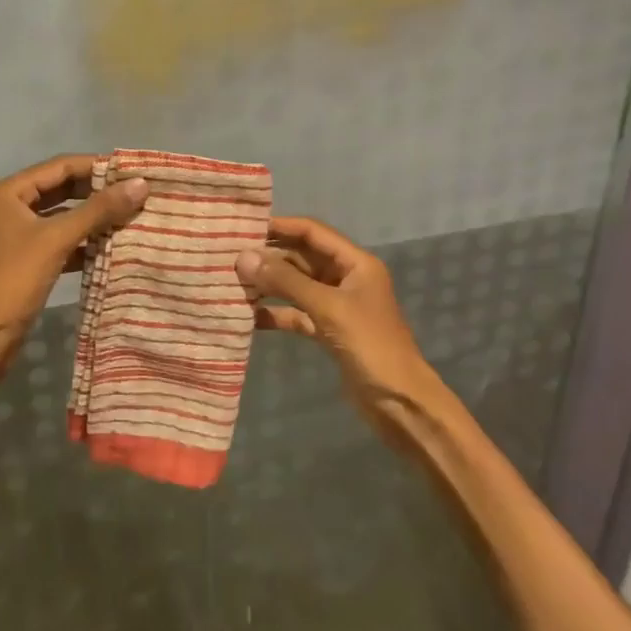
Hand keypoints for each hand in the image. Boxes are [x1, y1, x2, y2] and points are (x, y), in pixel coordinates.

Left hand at [0, 154, 147, 370]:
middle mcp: (8, 207)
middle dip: (96, 192)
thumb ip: (99, 210)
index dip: (96, 166)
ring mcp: (15, 236)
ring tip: (130, 217)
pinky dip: (82, 243)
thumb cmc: (13, 279)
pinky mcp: (24, 261)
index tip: (133, 170)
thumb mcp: (57, 239)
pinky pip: (58, 242)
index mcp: (7, 192)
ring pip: (61, 217)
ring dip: (92, 218)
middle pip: (60, 190)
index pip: (59, 166)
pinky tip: (110, 248)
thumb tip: (141, 184)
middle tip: (136, 193)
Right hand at [236, 216, 443, 426]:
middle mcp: (346, 278)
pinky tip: (249, 316)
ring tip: (233, 282)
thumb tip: (243, 257)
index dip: (280, 227)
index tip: (244, 228)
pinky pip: (296, 314)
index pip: (312, 232)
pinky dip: (276, 313)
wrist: (400, 403)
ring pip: (296, 286)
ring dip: (269, 284)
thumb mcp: (328, 308)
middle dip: (270, 257)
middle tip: (230, 257)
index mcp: (355, 263)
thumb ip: (286, 282)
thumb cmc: (370, 346)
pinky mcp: (328, 331)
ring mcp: (336, 306)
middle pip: (302, 257)